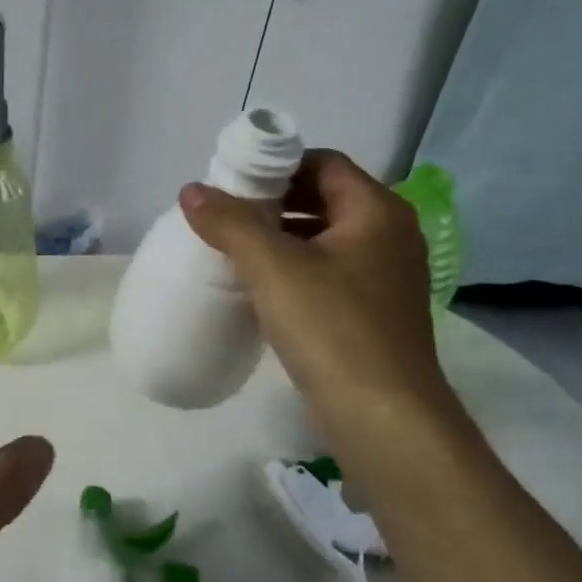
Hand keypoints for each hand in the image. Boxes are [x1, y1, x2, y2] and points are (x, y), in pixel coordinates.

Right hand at [180, 150, 456, 442]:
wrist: (384, 418)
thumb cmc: (332, 327)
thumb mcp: (273, 267)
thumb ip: (230, 223)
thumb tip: (191, 191)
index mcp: (377, 212)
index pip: (323, 163)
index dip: (277, 165)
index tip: (232, 183)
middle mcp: (389, 236)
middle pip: (324, 197)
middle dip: (274, 201)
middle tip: (226, 214)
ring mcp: (385, 277)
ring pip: (325, 238)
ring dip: (281, 236)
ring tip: (234, 248)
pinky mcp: (373, 312)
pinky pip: (328, 272)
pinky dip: (295, 268)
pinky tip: (260, 287)